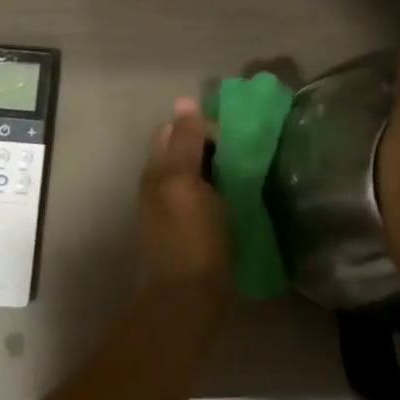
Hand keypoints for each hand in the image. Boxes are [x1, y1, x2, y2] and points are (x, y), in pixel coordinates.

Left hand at [138, 99, 232, 299]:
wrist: (188, 297)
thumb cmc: (192, 236)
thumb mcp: (187, 180)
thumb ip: (186, 141)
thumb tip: (185, 101)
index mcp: (157, 169)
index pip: (174, 129)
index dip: (200, 124)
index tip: (231, 132)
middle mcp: (158, 185)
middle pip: (182, 150)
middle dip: (207, 143)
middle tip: (240, 150)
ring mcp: (171, 209)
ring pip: (192, 173)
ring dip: (213, 167)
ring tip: (242, 171)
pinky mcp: (186, 230)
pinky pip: (200, 196)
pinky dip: (215, 189)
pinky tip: (234, 197)